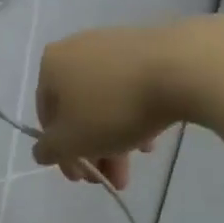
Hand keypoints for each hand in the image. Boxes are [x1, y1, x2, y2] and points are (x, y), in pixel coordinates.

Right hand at [31, 25, 181, 189]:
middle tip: (110, 179)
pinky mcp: (146, 46)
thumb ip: (49, 150)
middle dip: (93, 150)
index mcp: (51, 65)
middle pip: (78, 109)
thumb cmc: (114, 107)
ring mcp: (113, 44)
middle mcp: (76, 48)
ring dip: (114, 137)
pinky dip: (134, 114)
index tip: (81, 178)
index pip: (46, 115)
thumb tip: (42, 150)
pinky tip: (150, 140)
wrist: (181, 68)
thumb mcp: (72, 141)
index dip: (62, 152)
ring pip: (105, 100)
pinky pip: (130, 87)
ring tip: (134, 165)